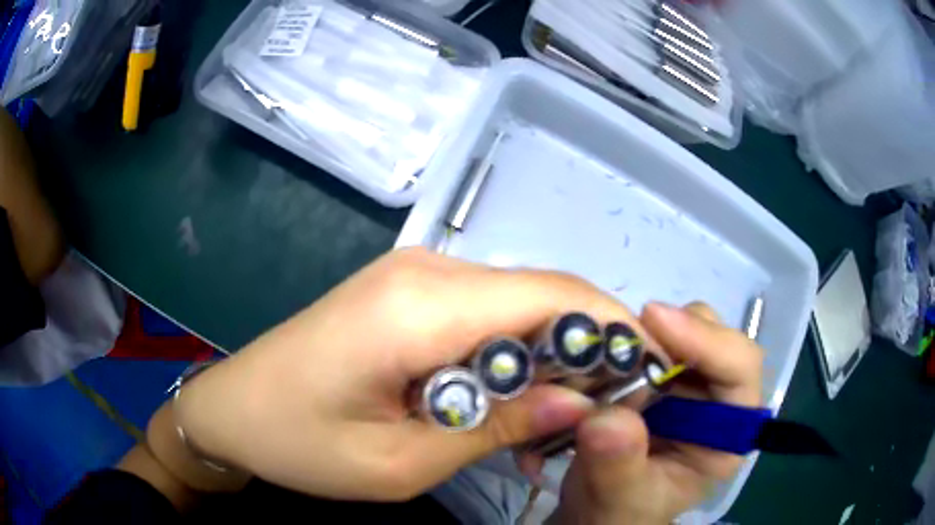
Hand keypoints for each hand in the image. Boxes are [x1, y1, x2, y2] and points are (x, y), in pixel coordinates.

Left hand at [173, 247, 658, 500]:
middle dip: (590, 348)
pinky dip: (516, 353)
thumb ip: (497, 428)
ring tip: (556, 421)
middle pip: (544, 293)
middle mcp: (427, 270)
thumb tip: (580, 404)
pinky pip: (487, 313)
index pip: (554, 296)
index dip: (613, 329)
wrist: (232, 407)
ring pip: (519, 303)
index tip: (649, 376)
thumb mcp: (400, 463)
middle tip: (606, 413)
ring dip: (551, 356)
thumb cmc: (299, 444)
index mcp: (421, 305)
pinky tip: (509, 401)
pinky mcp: (406, 292)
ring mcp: (415, 275)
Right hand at [549, 303, 762, 524]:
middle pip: (714, 337)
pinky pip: (649, 341)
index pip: (740, 369)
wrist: (596, 511)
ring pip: (681, 333)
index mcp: (727, 435)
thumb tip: (608, 418)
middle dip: (673, 331)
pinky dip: (625, 341)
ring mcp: (688, 387)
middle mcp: (716, 402)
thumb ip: (618, 466)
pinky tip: (602, 356)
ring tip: (609, 351)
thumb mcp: (619, 500)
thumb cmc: (620, 512)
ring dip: (646, 333)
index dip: (706, 341)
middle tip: (622, 334)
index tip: (654, 319)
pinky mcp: (658, 381)